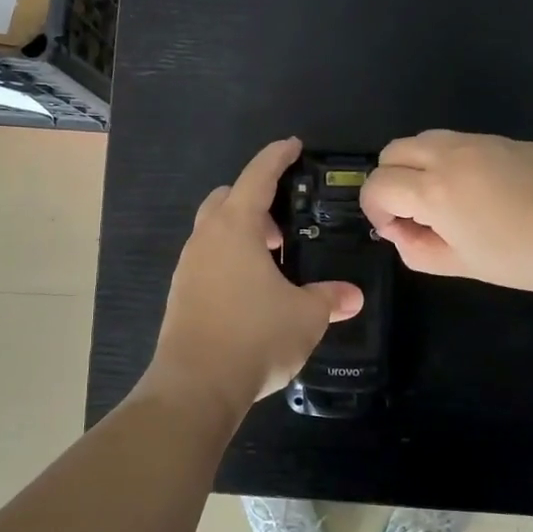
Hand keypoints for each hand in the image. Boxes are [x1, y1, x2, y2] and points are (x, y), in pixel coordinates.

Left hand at [144, 138, 364, 414]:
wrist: (195, 386)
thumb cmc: (254, 336)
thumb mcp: (305, 316)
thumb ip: (329, 298)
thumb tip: (352, 296)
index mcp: (235, 228)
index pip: (258, 176)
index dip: (277, 156)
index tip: (293, 145)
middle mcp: (206, 239)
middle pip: (227, 199)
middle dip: (256, 199)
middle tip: (285, 223)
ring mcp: (188, 266)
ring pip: (214, 231)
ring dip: (242, 233)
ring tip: (273, 261)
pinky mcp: (180, 293)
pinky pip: (207, 259)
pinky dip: (229, 259)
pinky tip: (251, 290)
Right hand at [360, 130, 532, 294]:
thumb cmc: (531, 256)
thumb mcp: (466, 265)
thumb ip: (419, 250)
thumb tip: (400, 232)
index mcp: (434, 188)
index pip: (377, 184)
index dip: (374, 210)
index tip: (395, 232)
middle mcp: (449, 154)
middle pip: (393, 151)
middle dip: (389, 181)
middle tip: (413, 214)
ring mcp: (479, 141)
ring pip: (424, 139)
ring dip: (416, 166)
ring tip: (444, 201)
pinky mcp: (506, 138)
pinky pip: (458, 141)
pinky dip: (447, 160)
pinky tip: (480, 192)